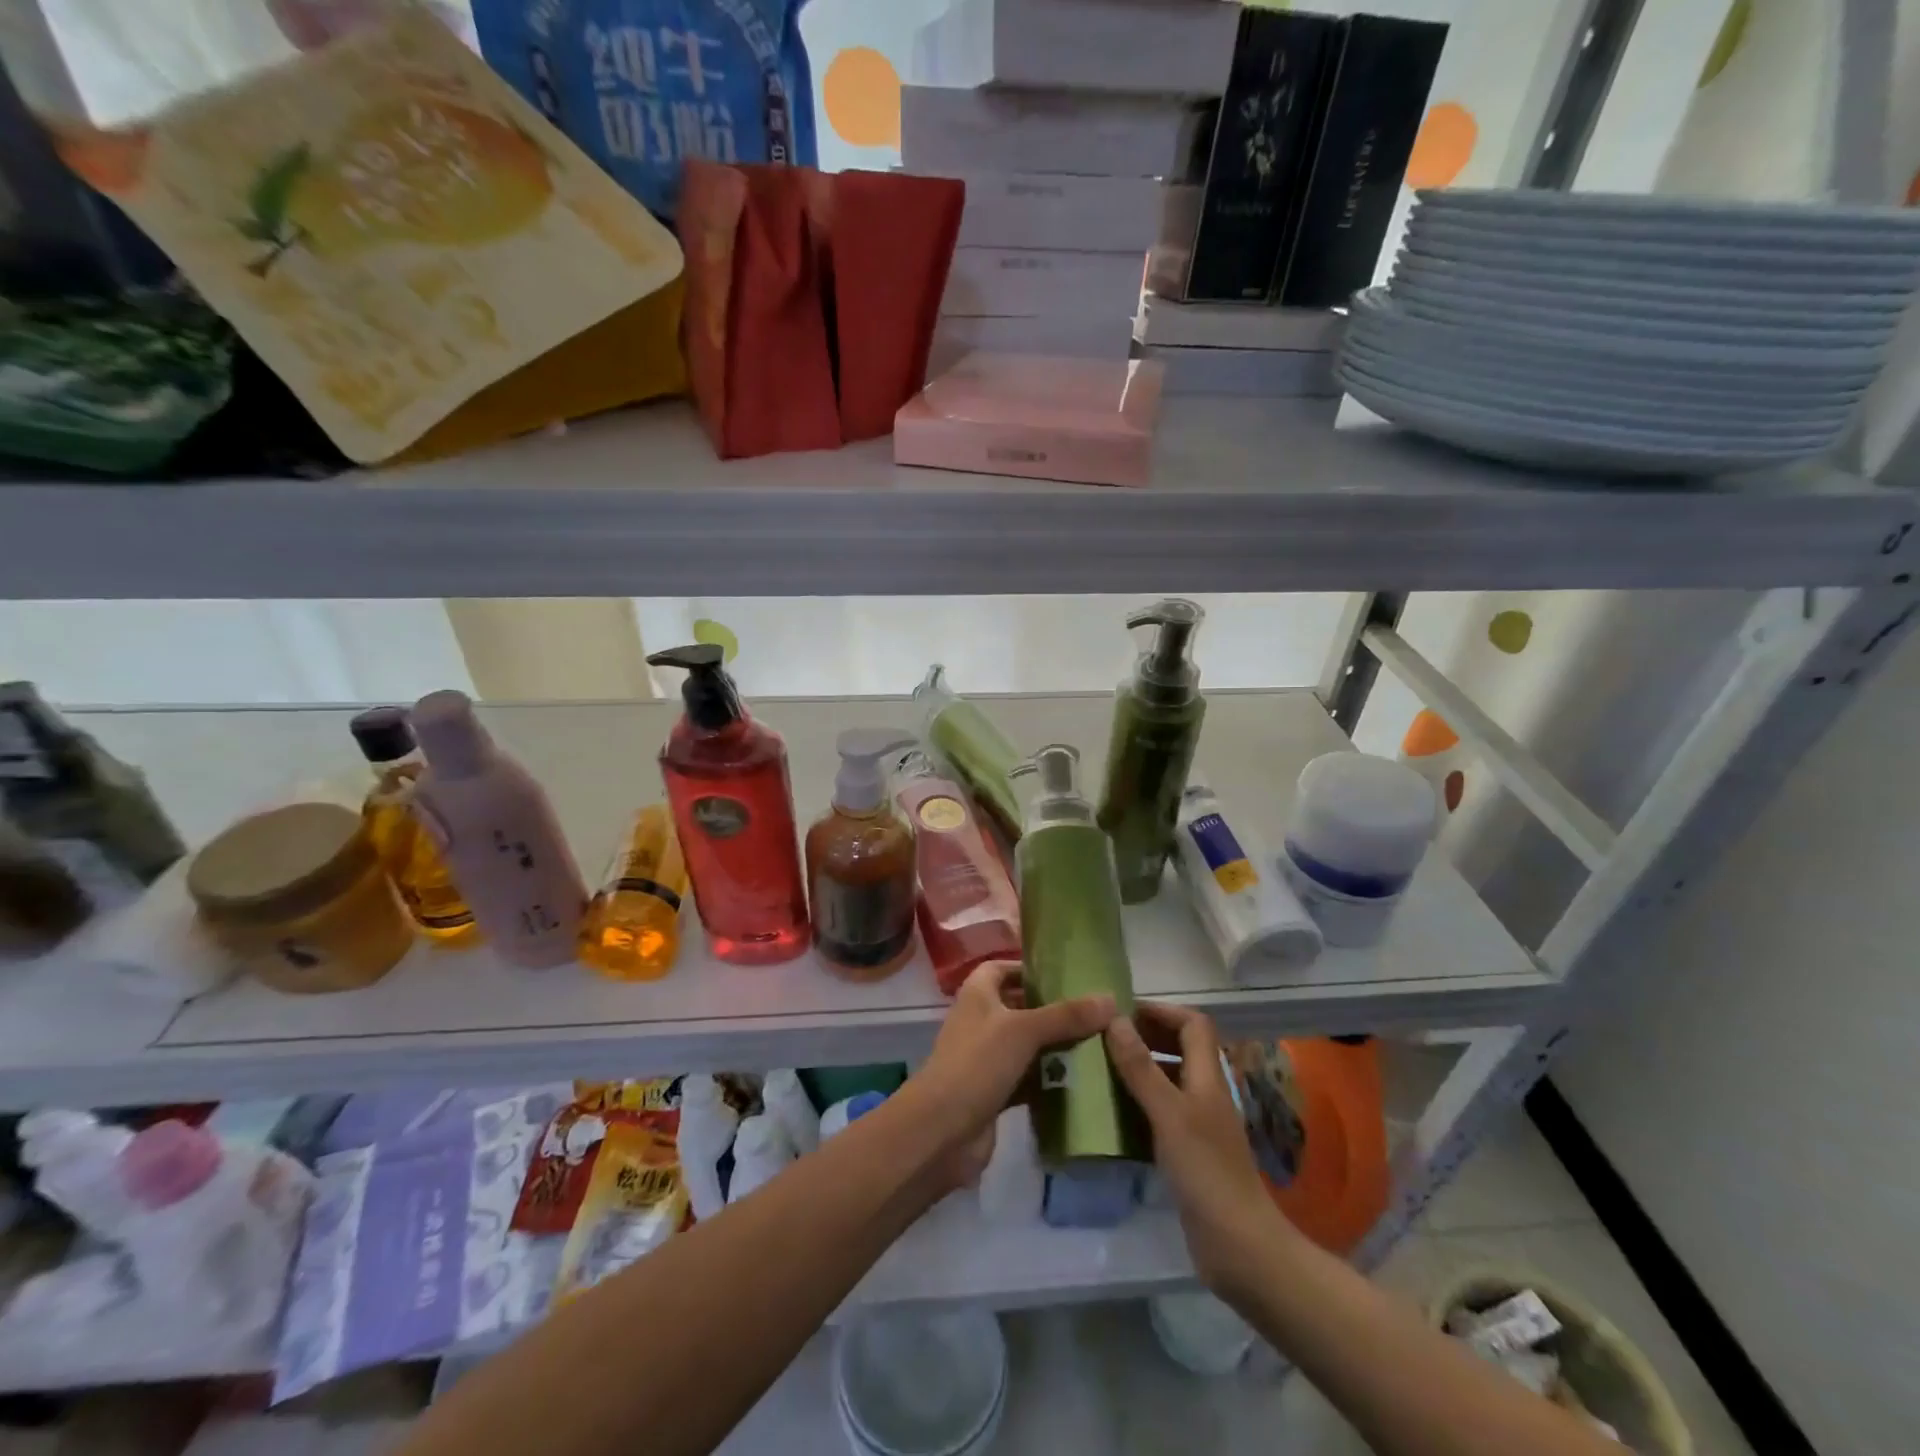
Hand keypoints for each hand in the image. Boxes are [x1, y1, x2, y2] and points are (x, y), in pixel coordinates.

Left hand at [909, 960, 1113, 1186]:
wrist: (941, 1131)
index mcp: (978, 994)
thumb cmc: (977, 1064)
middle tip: (1094, 1012)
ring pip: (1027, 1045)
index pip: (1002, 968)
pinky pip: (1028, 1078)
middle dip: (1052, 1009)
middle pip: (1019, 1006)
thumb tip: (1110, 998)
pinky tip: (1082, 1081)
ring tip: (1098, 1043)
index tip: (1066, 975)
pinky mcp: (995, 1092)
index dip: (1029, 968)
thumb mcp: (1024, 1031)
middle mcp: (981, 1021)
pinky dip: (1049, 1079)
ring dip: (1055, 1046)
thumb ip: (1066, 1015)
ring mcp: (986, 1059)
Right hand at [1106, 1003, 1296, 1297]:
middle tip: (1105, 1039)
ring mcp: (1199, 1125)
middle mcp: (1206, 1094)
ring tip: (1101, 1070)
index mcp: (1208, 1077)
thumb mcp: (1169, 1113)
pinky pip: (1161, 1114)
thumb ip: (1141, 1067)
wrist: (1239, 1247)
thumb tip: (1115, 1019)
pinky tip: (1113, 1115)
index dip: (1162, 1011)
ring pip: (1169, 1081)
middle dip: (1146, 1037)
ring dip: (1140, 1070)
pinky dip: (1139, 1105)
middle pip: (1181, 1048)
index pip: (1193, 1024)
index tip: (1123, 1012)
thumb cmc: (1206, 1171)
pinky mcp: (1190, 1153)